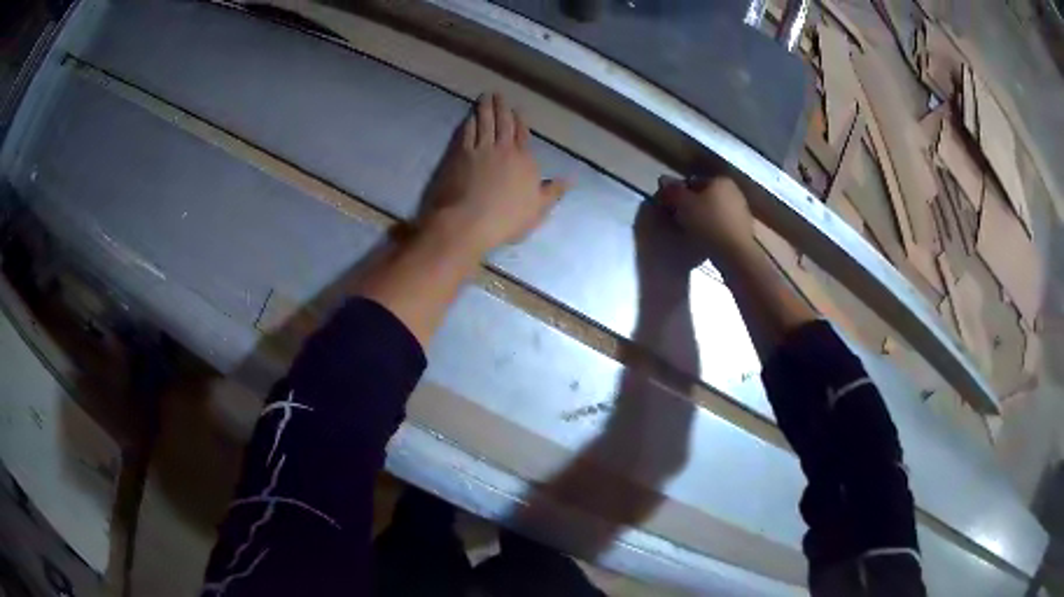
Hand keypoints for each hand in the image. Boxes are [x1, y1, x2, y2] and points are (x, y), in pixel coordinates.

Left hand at [424, 93, 569, 253]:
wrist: (469, 221)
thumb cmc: (507, 219)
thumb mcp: (538, 209)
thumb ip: (553, 191)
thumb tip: (571, 179)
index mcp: (524, 160)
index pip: (523, 135)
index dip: (519, 121)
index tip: (516, 110)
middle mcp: (504, 149)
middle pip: (503, 123)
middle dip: (501, 107)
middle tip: (497, 94)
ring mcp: (480, 150)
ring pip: (484, 123)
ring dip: (485, 108)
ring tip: (484, 97)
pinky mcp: (460, 155)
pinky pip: (467, 132)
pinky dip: (469, 122)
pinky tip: (469, 116)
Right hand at [656, 174, 755, 257]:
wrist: (736, 253)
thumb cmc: (709, 223)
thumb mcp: (684, 205)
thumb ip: (672, 191)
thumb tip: (664, 181)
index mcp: (719, 180)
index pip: (692, 182)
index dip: (678, 194)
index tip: (669, 208)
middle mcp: (733, 190)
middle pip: (704, 196)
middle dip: (691, 206)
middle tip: (677, 220)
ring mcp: (740, 209)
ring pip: (713, 210)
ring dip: (701, 218)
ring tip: (690, 232)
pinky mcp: (743, 228)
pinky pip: (721, 224)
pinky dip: (712, 229)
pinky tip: (705, 240)